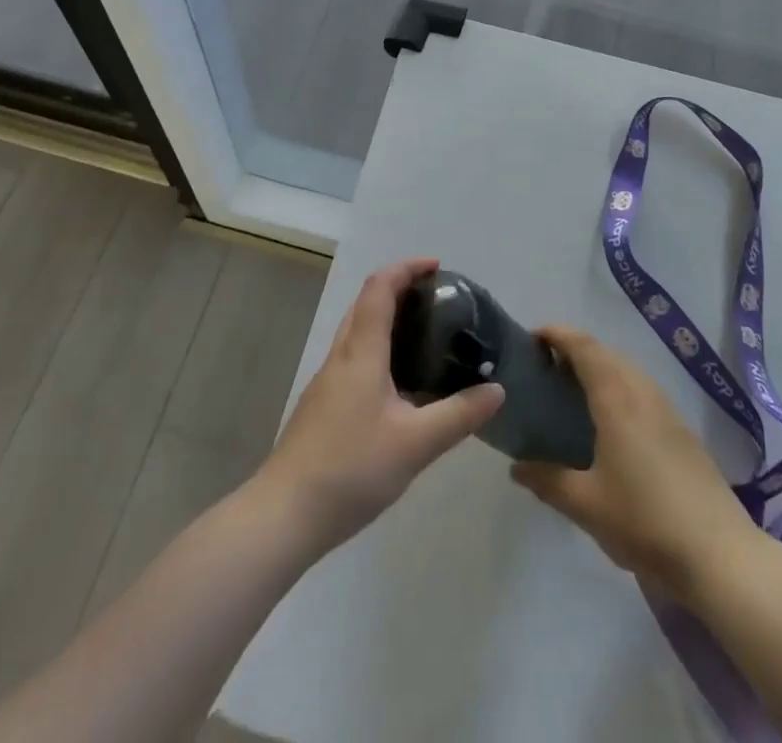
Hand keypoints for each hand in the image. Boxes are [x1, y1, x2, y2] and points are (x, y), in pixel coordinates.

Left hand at [256, 258, 503, 557]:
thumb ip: (458, 415)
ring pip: (358, 331)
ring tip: (425, 335)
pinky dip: (379, 347)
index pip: (380, 288)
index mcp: (361, 352)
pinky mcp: (323, 404)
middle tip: (438, 300)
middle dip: (400, 288)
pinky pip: (354, 357)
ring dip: (387, 318)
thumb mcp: (416, 444)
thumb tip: (496, 390)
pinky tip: (400, 381)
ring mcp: (328, 381)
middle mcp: (341, 356)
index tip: (437, 267)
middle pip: (366, 303)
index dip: (406, 268)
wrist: (285, 513)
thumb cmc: (351, 468)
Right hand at [512, 327, 763, 599]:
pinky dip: (620, 387)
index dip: (557, 334)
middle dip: (576, 349)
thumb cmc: (646, 522)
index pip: (584, 347)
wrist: (721, 556)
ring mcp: (668, 412)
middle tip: (546, 368)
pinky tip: (612, 423)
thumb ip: (548, 481)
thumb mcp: (586, 505)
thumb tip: (516, 467)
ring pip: (628, 371)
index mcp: (617, 399)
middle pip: (607, 353)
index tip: (532, 338)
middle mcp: (643, 393)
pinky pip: (643, 390)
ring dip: (600, 367)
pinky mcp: (683, 433)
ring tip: (574, 391)